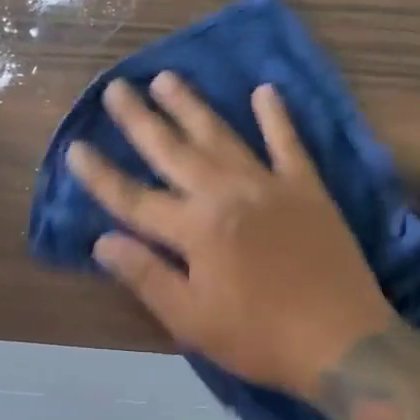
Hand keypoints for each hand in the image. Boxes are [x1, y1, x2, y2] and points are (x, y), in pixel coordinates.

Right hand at [67, 72, 394, 394]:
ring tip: (166, 77)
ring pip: (220, 135)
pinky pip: (288, 143)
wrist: (343, 342)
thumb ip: (145, 276)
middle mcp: (225, 194)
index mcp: (194, 229)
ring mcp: (268, 185)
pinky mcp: (306, 188)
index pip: (133, 197)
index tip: (75, 147)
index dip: (101, 174)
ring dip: (190, 105)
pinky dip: (276, 117)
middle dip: (140, 119)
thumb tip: (102, 241)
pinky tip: (265, 91)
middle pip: (172, 151)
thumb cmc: (259, 337)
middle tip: (116, 87)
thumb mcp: (191, 320)